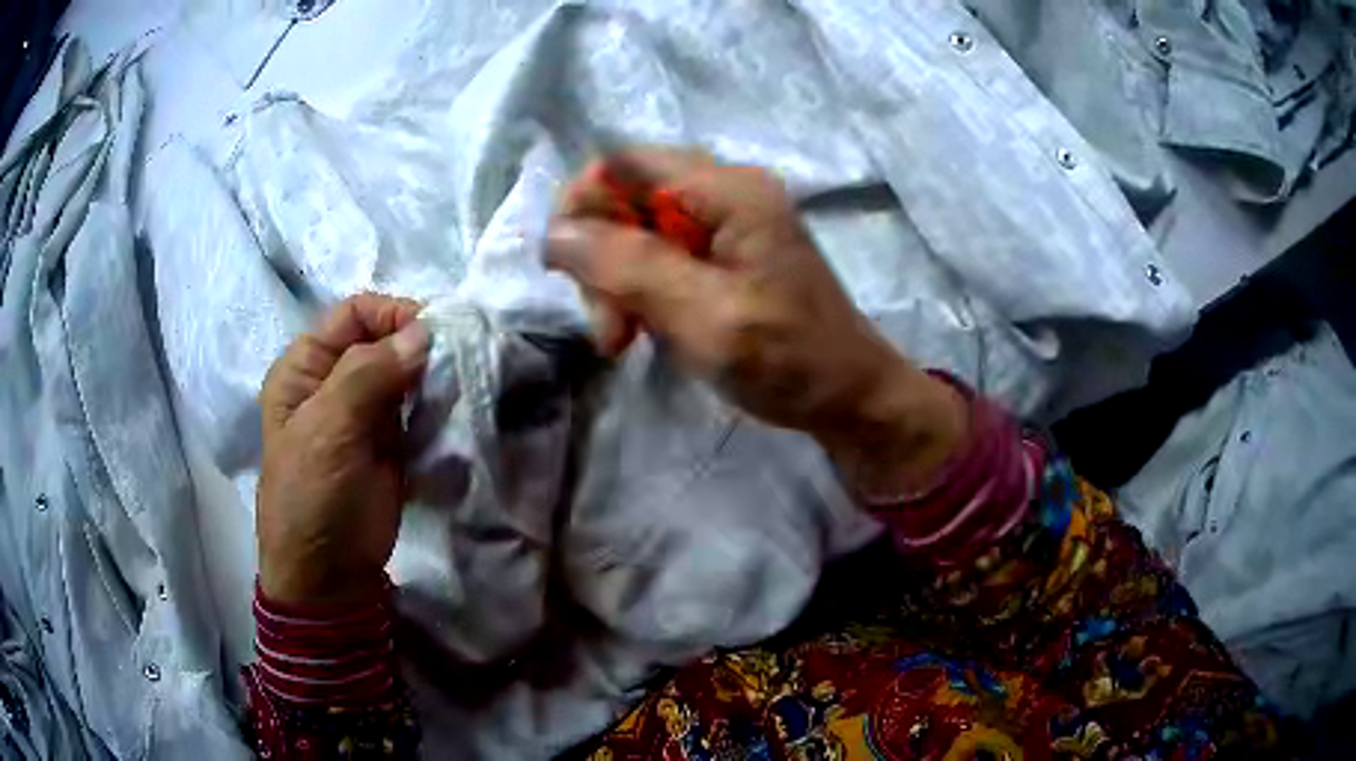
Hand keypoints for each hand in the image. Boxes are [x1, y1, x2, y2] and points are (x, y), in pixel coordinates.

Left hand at [257, 294, 429, 605]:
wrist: (329, 574)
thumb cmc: (312, 496)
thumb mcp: (327, 429)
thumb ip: (368, 375)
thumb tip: (423, 332)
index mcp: (306, 366)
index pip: (354, 314)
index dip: (393, 314)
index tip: (434, 334)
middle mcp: (335, 381)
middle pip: (384, 340)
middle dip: (419, 346)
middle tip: (456, 362)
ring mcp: (364, 413)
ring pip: (405, 373)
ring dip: (432, 376)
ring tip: (460, 388)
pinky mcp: (391, 443)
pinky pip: (418, 409)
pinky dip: (438, 406)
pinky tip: (455, 413)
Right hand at [545, 150, 966, 493]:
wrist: (848, 398)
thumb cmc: (788, 361)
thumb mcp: (704, 317)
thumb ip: (628, 268)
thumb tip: (555, 233)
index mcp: (730, 191)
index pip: (623, 163)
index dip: (581, 205)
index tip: (567, 271)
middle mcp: (726, 191)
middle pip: (626, 196)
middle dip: (600, 257)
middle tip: (610, 328)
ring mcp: (727, 221)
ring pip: (635, 229)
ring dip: (616, 280)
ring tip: (623, 338)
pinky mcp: (725, 253)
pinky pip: (658, 254)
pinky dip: (639, 290)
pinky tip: (645, 329)